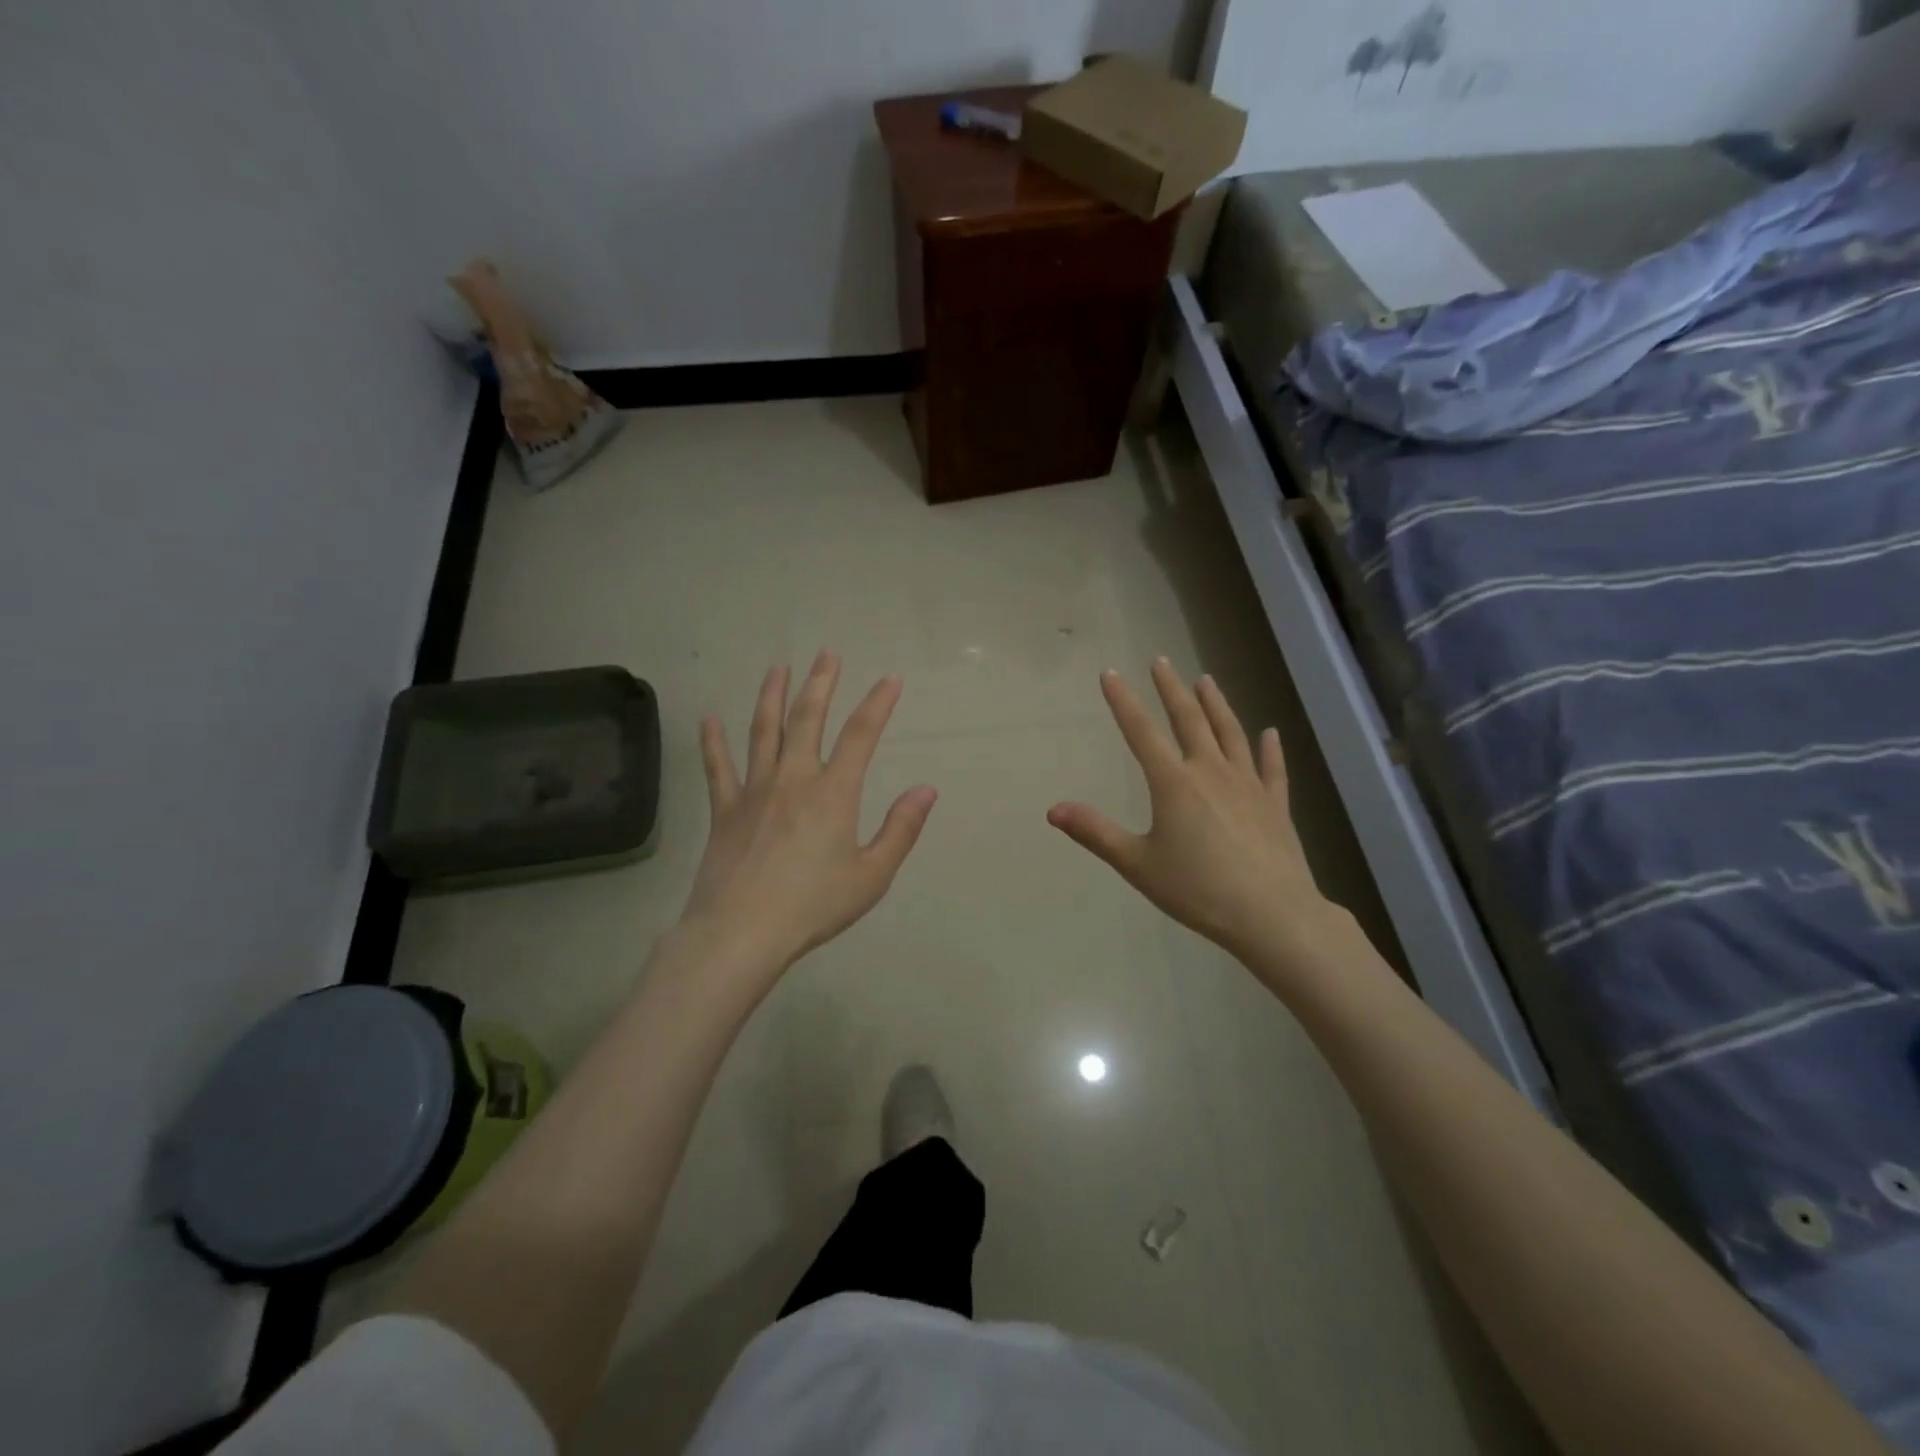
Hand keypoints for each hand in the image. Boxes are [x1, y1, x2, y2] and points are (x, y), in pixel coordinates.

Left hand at [680, 652, 937, 981]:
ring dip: (772, 696)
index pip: (861, 735)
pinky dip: (713, 741)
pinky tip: (709, 718)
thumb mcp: (872, 876)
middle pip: (808, 718)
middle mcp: (794, 778)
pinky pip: (717, 767)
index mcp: (834, 793)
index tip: (891, 679)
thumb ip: (901, 829)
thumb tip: (926, 790)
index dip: (878, 703)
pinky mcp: (724, 810)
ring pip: (763, 731)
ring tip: (778, 668)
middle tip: (827, 654)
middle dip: (821, 683)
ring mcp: (754, 790)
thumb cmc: (814, 906)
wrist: (742, 932)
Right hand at [1048, 659, 1340, 970]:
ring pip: (1230, 734)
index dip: (1123, 702)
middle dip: (1171, 689)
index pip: (1141, 732)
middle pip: (1189, 720)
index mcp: (1173, 783)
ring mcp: (1248, 785)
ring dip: (1216, 704)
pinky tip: (1270, 732)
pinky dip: (1270, 748)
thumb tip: (1053, 809)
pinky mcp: (1275, 804)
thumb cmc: (1197, 889)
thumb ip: (1096, 833)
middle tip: (1161, 661)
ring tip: (1206, 680)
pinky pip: (1272, 768)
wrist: (1271, 914)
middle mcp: (1210, 772)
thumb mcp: (1137, 864)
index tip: (1110, 674)